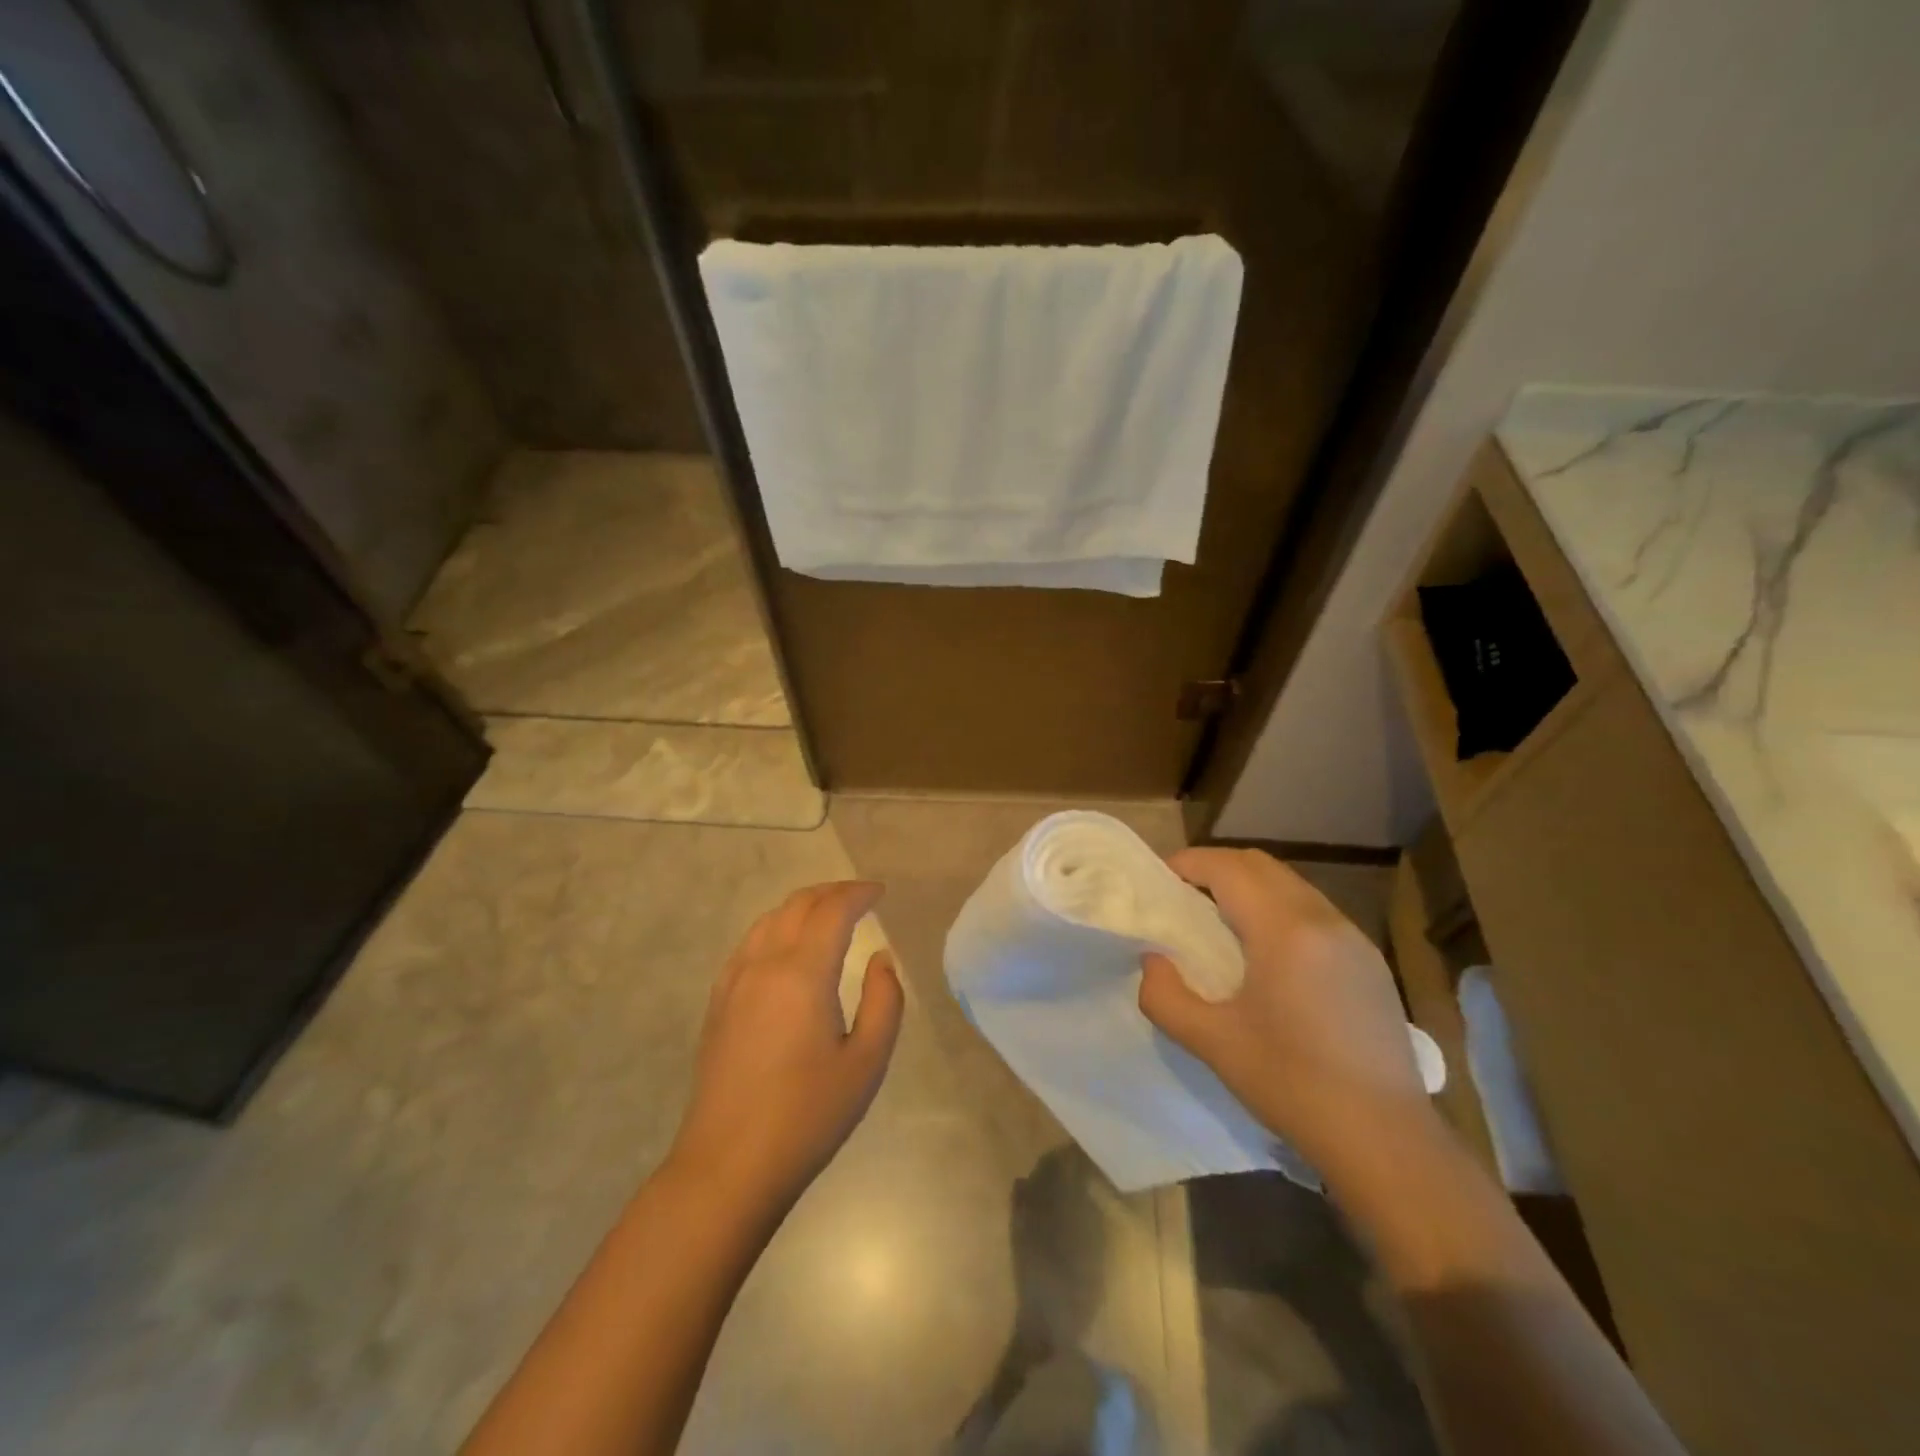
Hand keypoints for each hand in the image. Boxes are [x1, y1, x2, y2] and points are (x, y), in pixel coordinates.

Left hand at [669, 882, 903, 1215]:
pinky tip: (787, 945)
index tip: (880, 892)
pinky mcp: (718, 1002)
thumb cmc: (808, 1116)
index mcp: (802, 973)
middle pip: (798, 905)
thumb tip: (881, 958)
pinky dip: (776, 927)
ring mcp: (734, 981)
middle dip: (832, 892)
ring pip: (769, 919)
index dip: (858, 894)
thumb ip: (883, 1001)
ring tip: (828, 913)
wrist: (729, 1165)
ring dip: (802, 905)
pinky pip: (749, 943)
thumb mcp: (866, 1062)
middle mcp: (764, 964)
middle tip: (860, 896)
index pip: (833, 911)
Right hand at [1138, 849, 1435, 1180]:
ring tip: (1220, 920)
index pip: (1229, 869)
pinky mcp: (1370, 963)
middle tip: (1184, 895)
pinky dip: (1279, 909)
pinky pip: (1315, 912)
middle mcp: (1323, 920)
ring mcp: (1354, 939)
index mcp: (1285, 931)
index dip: (1189, 864)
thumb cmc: (1292, 1085)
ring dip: (1250, 887)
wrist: (1385, 1140)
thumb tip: (1153, 961)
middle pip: (1261, 866)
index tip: (1160, 880)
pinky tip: (1267, 951)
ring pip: (1291, 885)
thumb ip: (1164, 996)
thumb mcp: (1212, 1043)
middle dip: (1217, 868)